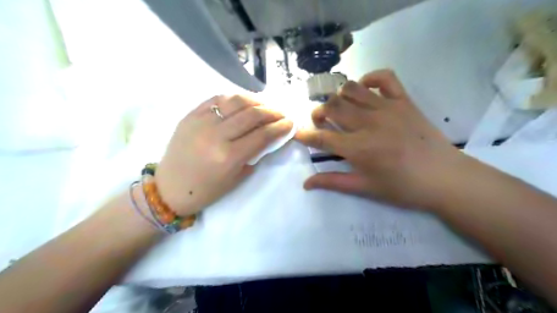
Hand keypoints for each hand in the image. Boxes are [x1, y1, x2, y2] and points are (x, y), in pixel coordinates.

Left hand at [152, 96, 291, 215]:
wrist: (169, 188)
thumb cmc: (206, 191)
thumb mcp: (236, 178)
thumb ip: (254, 155)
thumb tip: (268, 137)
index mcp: (228, 156)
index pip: (262, 135)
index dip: (280, 127)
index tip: (290, 123)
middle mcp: (216, 135)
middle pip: (252, 114)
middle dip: (272, 112)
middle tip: (282, 113)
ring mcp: (201, 122)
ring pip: (236, 101)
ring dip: (256, 100)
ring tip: (265, 105)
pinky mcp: (190, 115)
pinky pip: (217, 99)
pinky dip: (234, 97)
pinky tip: (243, 101)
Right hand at [296, 69, 468, 208]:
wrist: (444, 178)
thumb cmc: (402, 187)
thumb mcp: (364, 188)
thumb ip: (332, 182)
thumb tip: (306, 183)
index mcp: (358, 148)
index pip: (322, 137)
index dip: (306, 135)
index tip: (299, 134)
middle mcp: (368, 123)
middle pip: (333, 106)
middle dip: (319, 112)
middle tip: (320, 121)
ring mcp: (387, 108)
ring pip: (351, 89)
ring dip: (338, 95)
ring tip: (339, 106)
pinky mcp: (404, 100)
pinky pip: (384, 77)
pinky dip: (370, 78)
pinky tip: (364, 88)